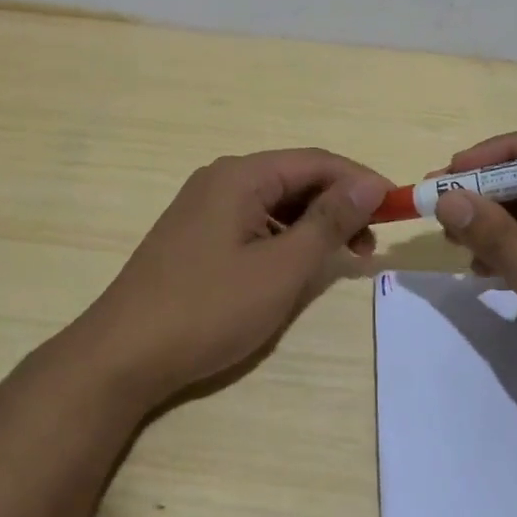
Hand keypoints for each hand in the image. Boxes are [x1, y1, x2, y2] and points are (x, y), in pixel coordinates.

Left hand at [77, 148, 391, 410]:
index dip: (360, 180)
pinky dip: (283, 239)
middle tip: (369, 246)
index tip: (394, 209)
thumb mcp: (280, 267)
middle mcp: (220, 179)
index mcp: (240, 175)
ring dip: (312, 225)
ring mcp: (203, 207)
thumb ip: (328, 221)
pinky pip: (252, 223)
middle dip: (337, 205)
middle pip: (294, 179)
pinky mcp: (195, 235)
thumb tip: (370, 183)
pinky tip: (296, 266)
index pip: (315, 161)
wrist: (122, 355)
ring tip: (340, 260)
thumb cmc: (209, 308)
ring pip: (274, 203)